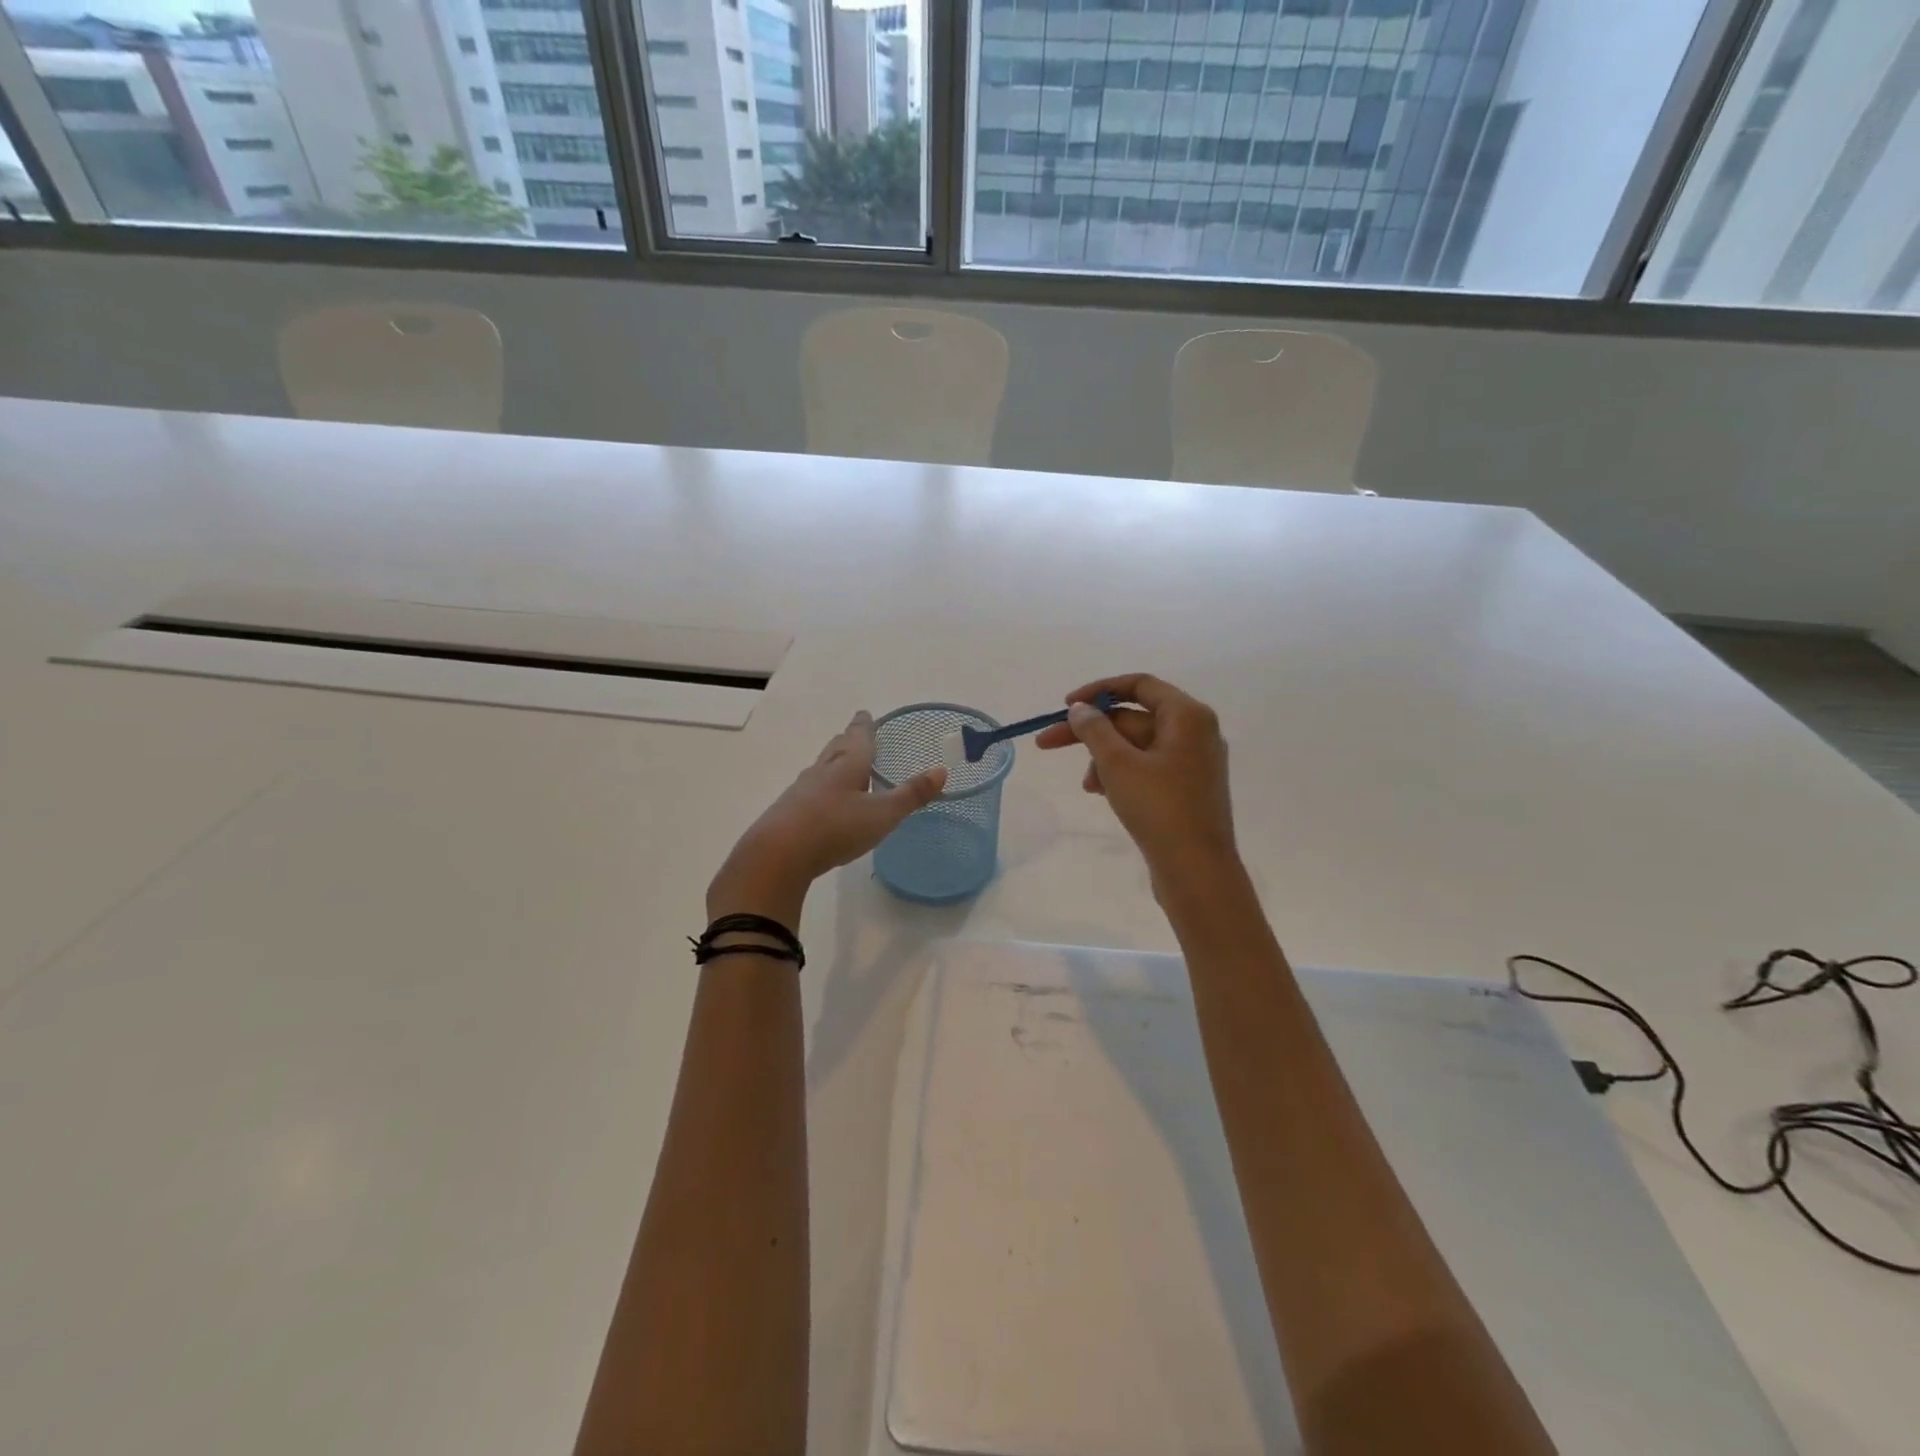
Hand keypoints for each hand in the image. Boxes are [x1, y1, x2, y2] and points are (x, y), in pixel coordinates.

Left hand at [708, 711, 946, 927]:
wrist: (777, 855)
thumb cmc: (835, 828)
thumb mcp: (882, 814)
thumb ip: (912, 794)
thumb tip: (942, 770)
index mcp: (847, 764)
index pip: (858, 737)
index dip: (865, 725)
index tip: (865, 713)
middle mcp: (822, 771)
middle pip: (837, 748)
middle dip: (847, 739)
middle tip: (854, 732)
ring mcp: (801, 790)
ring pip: (821, 768)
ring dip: (833, 762)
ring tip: (841, 763)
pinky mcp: (788, 812)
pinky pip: (809, 791)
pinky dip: (820, 787)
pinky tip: (822, 800)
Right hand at [1035, 674, 1238, 893]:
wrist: (1196, 871)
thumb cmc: (1159, 808)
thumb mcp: (1117, 764)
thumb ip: (1094, 730)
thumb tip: (1080, 709)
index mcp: (1187, 716)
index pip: (1139, 685)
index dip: (1099, 691)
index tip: (1066, 707)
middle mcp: (1196, 732)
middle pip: (1134, 718)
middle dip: (1093, 732)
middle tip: (1047, 743)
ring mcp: (1194, 762)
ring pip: (1137, 746)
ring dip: (1105, 758)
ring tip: (1088, 786)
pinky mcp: (1187, 789)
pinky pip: (1148, 768)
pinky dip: (1122, 774)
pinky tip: (1103, 794)